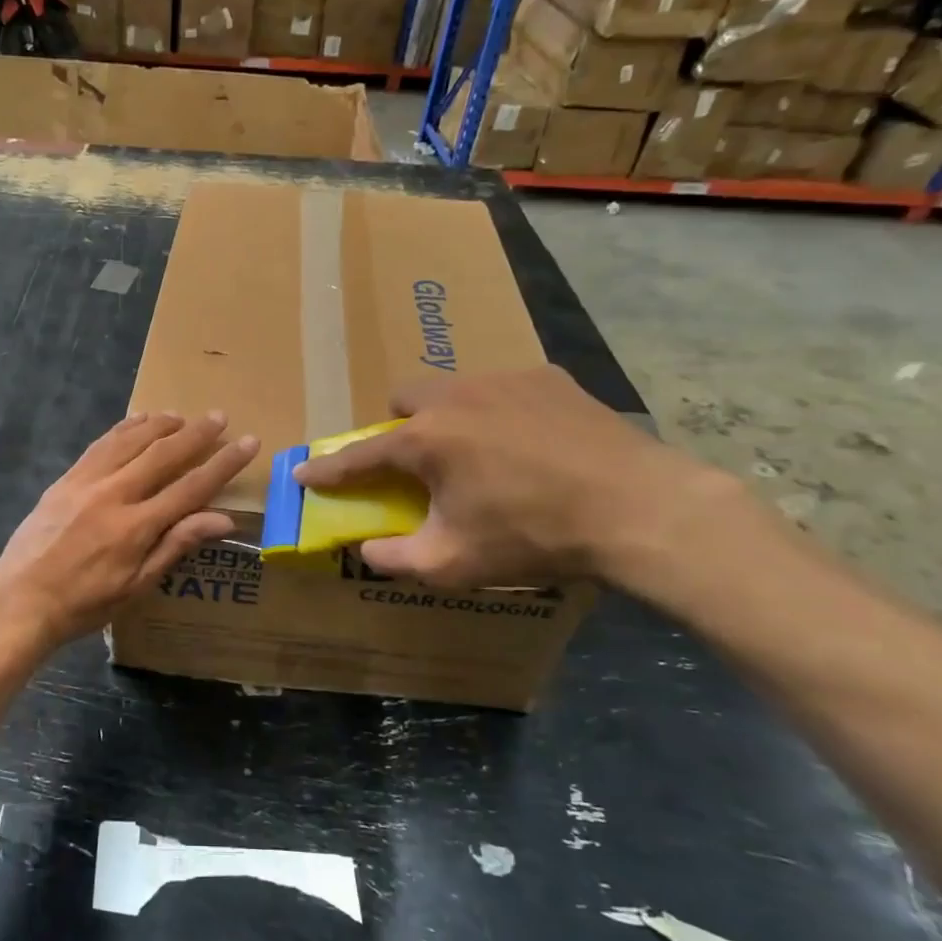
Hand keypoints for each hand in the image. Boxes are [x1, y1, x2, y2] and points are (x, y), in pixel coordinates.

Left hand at [0, 412, 258, 649]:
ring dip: (160, 424)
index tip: (248, 442)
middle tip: (219, 416)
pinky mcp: (66, 479)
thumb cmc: (85, 603)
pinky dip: (123, 429)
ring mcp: (86, 482)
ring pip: (130, 441)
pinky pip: (100, 445)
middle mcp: (114, 494)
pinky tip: (136, 421)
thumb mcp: (137, 586)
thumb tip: (223, 519)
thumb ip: (177, 545)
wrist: (21, 600)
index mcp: (137, 526)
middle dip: (196, 433)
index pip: (191, 487)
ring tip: (181, 415)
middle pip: (163, 454)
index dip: (223, 463)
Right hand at [294, 368, 731, 589]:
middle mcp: (456, 397)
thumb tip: (365, 549)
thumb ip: (396, 557)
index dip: (328, 469)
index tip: (303, 473)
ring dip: (450, 417)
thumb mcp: (454, 562)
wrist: (638, 509)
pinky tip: (531, 442)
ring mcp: (505, 380)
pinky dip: (500, 411)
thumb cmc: (534, 536)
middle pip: (405, 399)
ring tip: (482, 453)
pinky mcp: (549, 378)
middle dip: (400, 427)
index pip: (360, 455)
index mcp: (427, 440)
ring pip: (455, 388)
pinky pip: (504, 388)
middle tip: (421, 462)